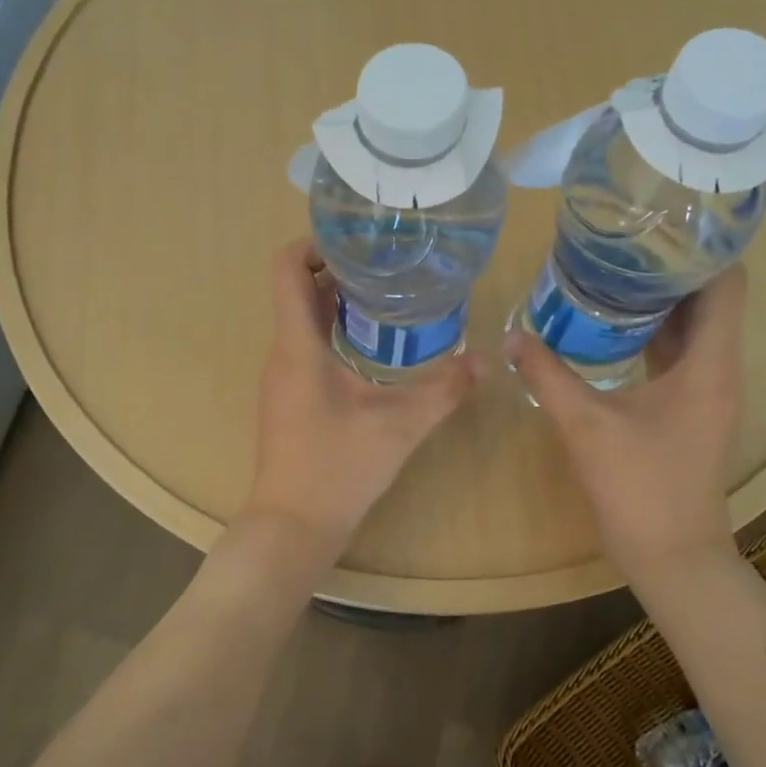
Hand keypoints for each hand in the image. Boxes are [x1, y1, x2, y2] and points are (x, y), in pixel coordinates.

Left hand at [243, 240, 482, 558]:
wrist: (293, 526)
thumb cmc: (338, 468)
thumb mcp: (399, 426)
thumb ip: (443, 390)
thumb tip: (484, 360)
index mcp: (298, 346)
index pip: (286, 268)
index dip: (314, 242)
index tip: (357, 241)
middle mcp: (282, 354)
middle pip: (297, 290)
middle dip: (337, 270)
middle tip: (387, 265)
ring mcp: (281, 379)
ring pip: (301, 321)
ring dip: (336, 303)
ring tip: (386, 299)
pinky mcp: (288, 400)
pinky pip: (305, 348)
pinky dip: (333, 334)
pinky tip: (371, 350)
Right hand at [505, 266, 746, 579]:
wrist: (672, 555)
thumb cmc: (639, 487)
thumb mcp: (586, 425)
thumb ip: (547, 376)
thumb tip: (510, 335)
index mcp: (709, 364)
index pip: (726, 283)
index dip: (699, 249)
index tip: (654, 227)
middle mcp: (719, 369)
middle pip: (709, 299)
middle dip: (669, 268)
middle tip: (618, 244)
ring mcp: (707, 392)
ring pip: (694, 328)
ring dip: (660, 301)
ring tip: (610, 274)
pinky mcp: (691, 410)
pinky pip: (680, 354)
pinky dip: (653, 333)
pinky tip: (612, 328)